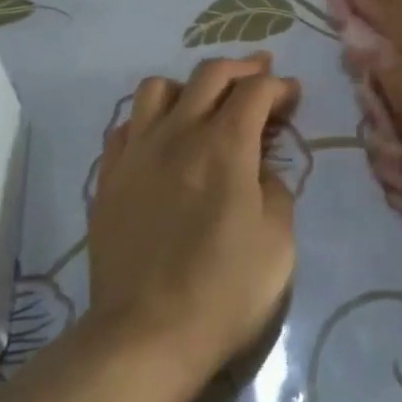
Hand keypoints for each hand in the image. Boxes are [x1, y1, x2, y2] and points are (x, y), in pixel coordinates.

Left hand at [88, 52, 298, 376]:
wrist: (147, 334)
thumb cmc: (225, 290)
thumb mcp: (278, 240)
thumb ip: (274, 188)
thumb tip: (258, 167)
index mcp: (226, 146)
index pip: (256, 91)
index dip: (280, 86)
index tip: (293, 96)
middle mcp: (179, 134)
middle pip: (210, 73)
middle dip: (243, 68)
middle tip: (261, 75)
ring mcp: (137, 152)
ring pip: (158, 87)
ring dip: (190, 86)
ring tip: (205, 105)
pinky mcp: (109, 177)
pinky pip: (127, 125)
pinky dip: (151, 119)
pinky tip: (163, 139)